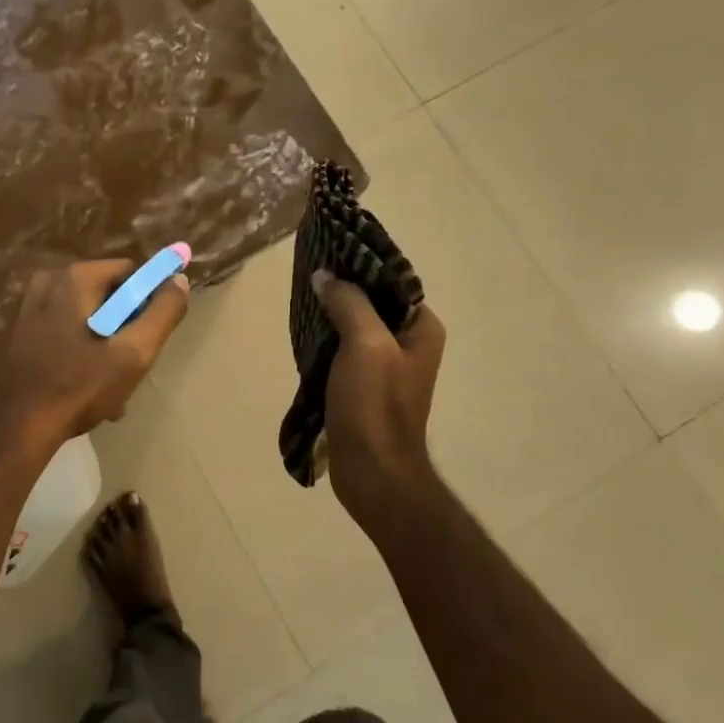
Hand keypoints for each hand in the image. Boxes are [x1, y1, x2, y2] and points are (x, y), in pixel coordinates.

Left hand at [0, 259, 189, 453]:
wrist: (12, 429)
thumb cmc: (77, 388)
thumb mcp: (133, 354)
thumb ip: (163, 313)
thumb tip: (179, 281)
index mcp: (75, 278)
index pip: (130, 273)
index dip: (147, 303)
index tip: (148, 339)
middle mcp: (47, 280)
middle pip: (106, 295)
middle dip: (123, 329)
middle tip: (129, 369)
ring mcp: (27, 306)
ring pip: (84, 316)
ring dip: (102, 346)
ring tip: (108, 388)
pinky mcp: (17, 331)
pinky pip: (61, 330)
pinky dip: (77, 352)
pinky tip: (81, 387)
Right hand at [311, 270, 446, 541]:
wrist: (372, 472)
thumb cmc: (375, 405)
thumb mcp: (365, 344)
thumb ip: (349, 302)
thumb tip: (325, 276)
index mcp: (421, 329)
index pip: (392, 282)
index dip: (362, 265)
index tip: (329, 250)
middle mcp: (409, 343)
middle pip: (373, 301)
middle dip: (342, 287)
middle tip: (309, 270)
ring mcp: (386, 366)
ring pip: (355, 325)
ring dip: (332, 313)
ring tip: (302, 295)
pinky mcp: (364, 385)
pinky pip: (344, 349)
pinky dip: (327, 338)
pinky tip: (305, 330)